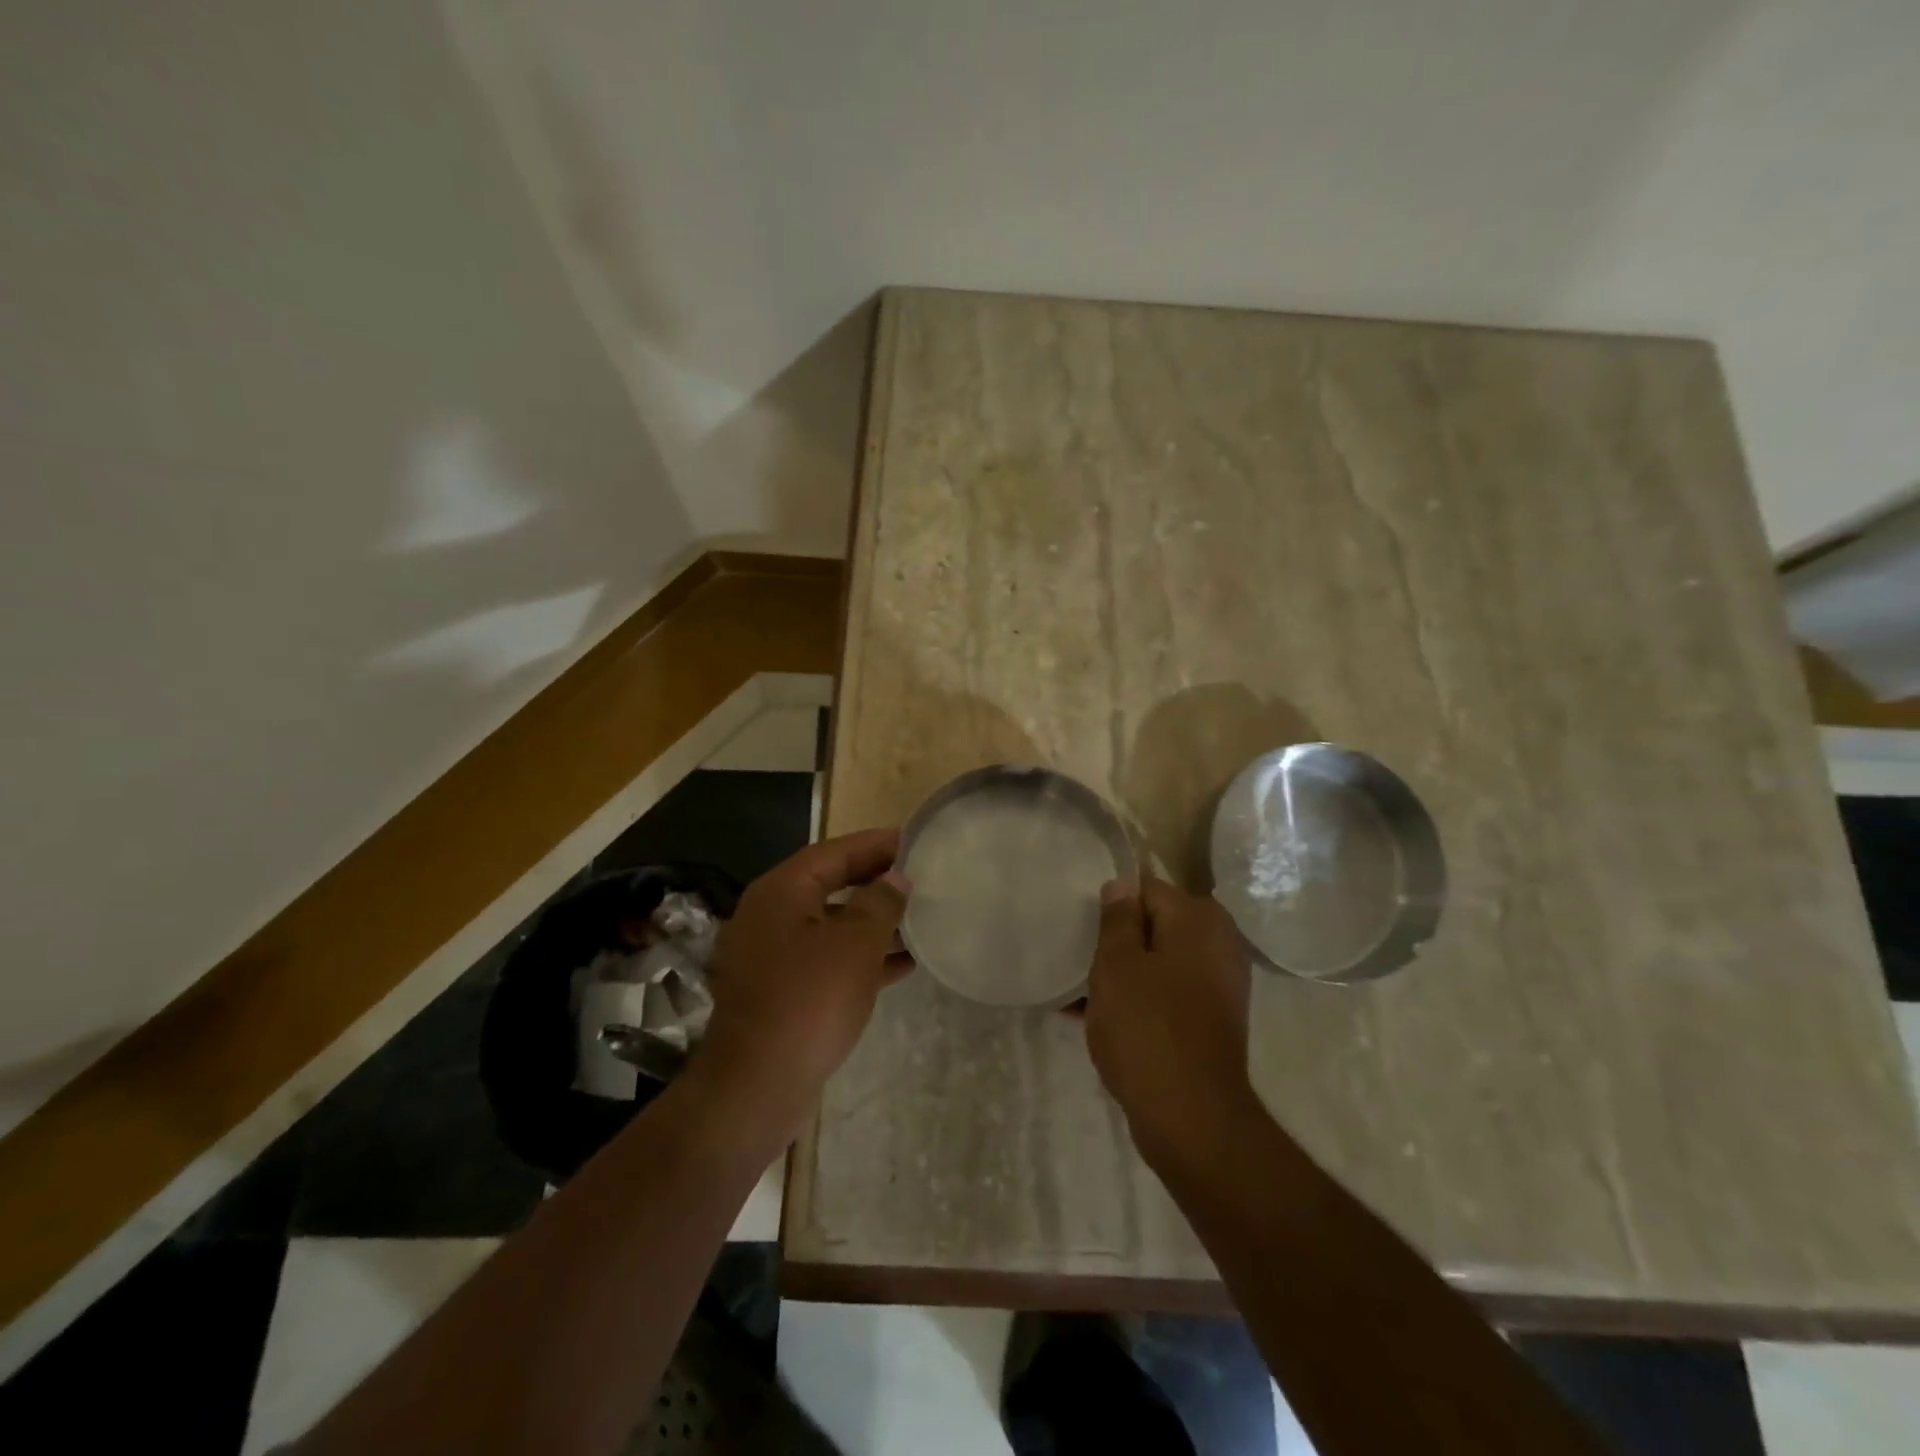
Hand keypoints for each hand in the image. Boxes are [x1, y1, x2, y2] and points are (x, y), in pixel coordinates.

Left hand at [699, 828, 910, 1114]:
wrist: (757, 1086)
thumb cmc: (809, 1001)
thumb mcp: (855, 945)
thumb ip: (880, 903)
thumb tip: (895, 877)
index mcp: (780, 893)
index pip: (833, 853)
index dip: (874, 845)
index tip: (911, 840)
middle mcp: (770, 916)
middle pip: (829, 885)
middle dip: (874, 882)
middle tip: (918, 876)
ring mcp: (771, 956)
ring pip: (830, 925)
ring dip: (872, 922)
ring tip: (918, 919)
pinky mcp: (779, 991)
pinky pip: (826, 960)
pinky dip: (860, 957)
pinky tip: (900, 965)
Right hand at [1084, 874, 1254, 1165]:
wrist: (1191, 1118)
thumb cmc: (1147, 1029)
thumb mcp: (1117, 965)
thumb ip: (1117, 919)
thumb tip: (1123, 882)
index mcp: (1198, 921)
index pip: (1147, 889)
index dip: (1112, 906)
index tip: (1083, 927)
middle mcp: (1217, 945)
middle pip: (1155, 926)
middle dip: (1116, 941)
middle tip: (1080, 959)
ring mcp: (1218, 986)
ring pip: (1158, 962)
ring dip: (1122, 973)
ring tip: (1080, 991)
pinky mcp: (1210, 1021)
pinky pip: (1166, 995)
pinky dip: (1138, 1000)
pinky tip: (1096, 1018)